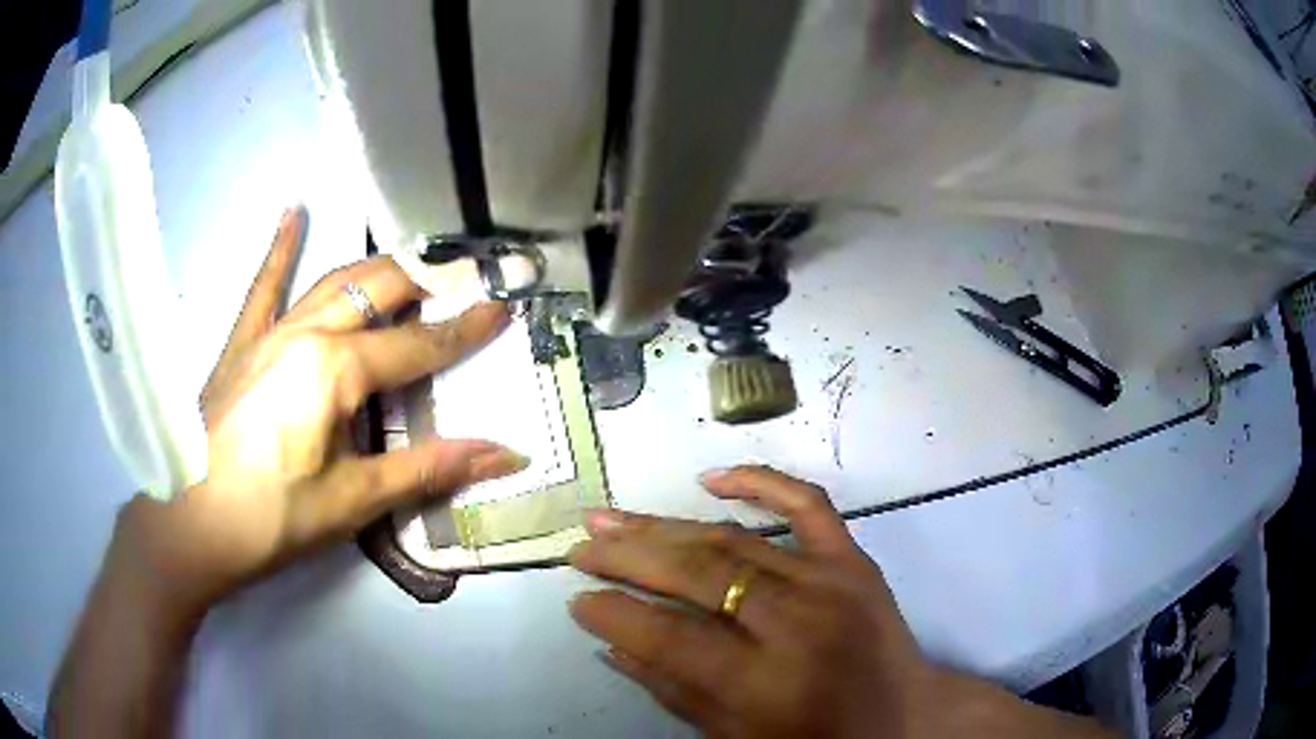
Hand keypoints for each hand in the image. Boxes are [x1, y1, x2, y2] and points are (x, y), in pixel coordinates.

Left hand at [118, 207, 526, 615]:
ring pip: (332, 280)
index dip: (464, 331)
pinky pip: (263, 286)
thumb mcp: (355, 500)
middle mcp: (305, 332)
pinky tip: (293, 212)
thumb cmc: (274, 518)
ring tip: (411, 266)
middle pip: (377, 290)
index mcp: (335, 370)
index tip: (503, 307)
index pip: (417, 345)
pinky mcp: (240, 341)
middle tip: (463, 284)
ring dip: (376, 270)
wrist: (192, 524)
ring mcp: (268, 331)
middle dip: (426, 283)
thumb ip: (429, 469)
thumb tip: (505, 454)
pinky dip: (279, 248)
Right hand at [568, 466, 1114, 737]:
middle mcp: (798, 624)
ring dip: (666, 525)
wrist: (906, 718)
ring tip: (612, 517)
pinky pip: (808, 505)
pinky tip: (712, 478)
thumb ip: (673, 691)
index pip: (671, 637)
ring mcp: (832, 582)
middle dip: (628, 557)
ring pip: (734, 539)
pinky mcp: (854, 560)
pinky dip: (760, 482)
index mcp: (767, 684)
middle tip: (581, 547)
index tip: (576, 599)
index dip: (616, 614)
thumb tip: (612, 643)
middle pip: (698, 575)